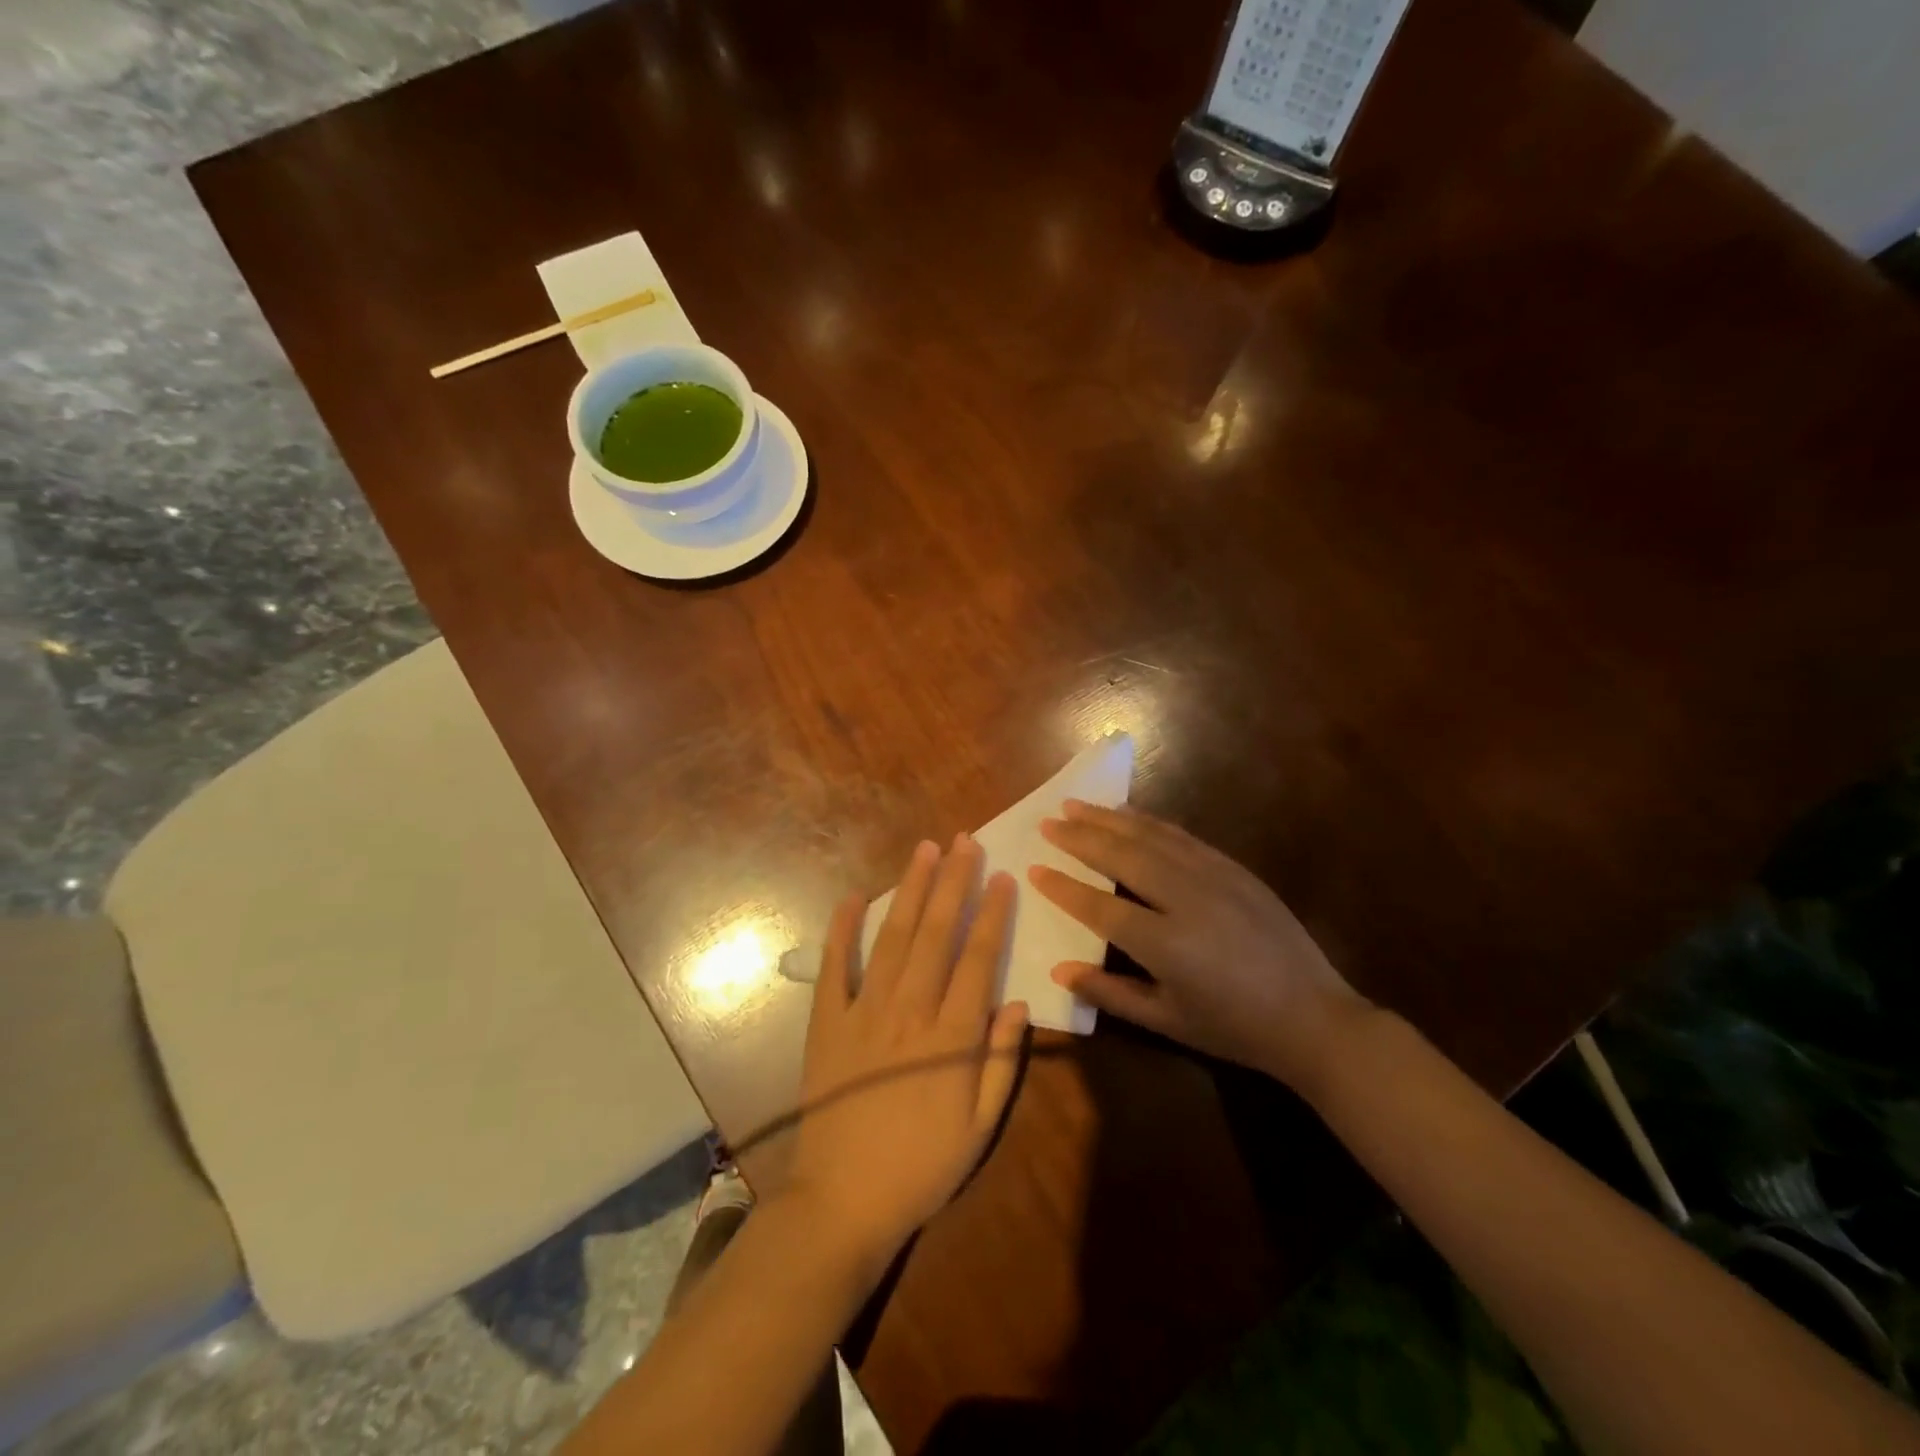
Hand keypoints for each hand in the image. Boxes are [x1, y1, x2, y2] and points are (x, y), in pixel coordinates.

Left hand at [784, 834, 1029, 1264]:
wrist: (842, 1202)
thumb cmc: (920, 1168)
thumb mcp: (979, 1128)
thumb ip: (1002, 1063)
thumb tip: (1017, 1003)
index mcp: (951, 1037)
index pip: (978, 959)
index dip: (992, 914)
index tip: (1002, 876)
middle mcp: (909, 1011)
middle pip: (936, 934)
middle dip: (953, 883)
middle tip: (964, 841)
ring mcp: (863, 1012)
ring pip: (893, 938)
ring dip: (910, 891)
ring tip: (924, 851)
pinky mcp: (827, 1022)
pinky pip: (835, 967)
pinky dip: (843, 930)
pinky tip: (854, 897)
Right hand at [1028, 801, 1370, 1095]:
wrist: (1314, 1017)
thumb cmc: (1234, 1028)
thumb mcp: (1168, 1021)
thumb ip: (1110, 993)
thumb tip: (1060, 970)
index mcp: (1166, 944)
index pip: (1100, 907)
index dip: (1064, 888)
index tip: (1034, 869)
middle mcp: (1186, 900)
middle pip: (1122, 857)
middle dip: (1080, 837)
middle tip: (1048, 821)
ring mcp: (1214, 877)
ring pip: (1151, 837)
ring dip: (1110, 819)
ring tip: (1076, 805)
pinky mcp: (1234, 869)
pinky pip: (1182, 837)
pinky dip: (1149, 822)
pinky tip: (1129, 813)